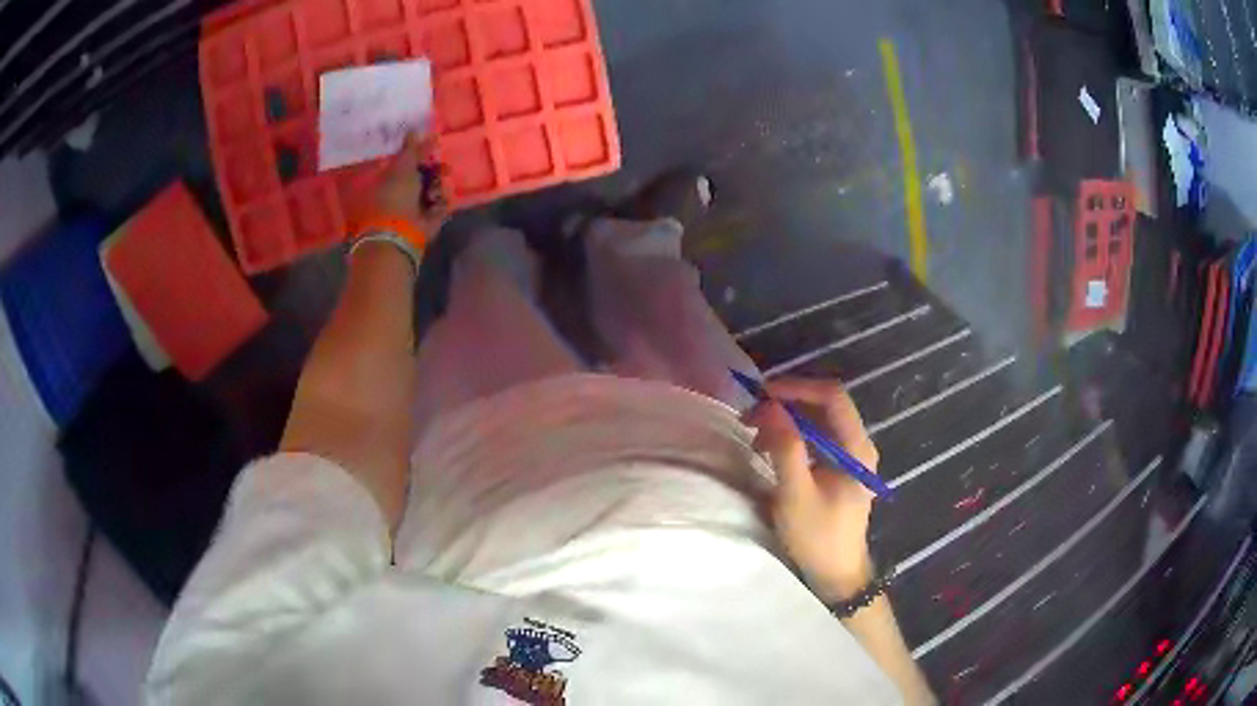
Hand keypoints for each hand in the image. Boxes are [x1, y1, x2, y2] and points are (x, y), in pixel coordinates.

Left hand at [366, 132, 449, 236]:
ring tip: (435, 191)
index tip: (435, 146)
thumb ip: (411, 149)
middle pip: (424, 174)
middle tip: (443, 168)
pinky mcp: (430, 219)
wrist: (401, 232)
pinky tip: (436, 204)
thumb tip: (414, 129)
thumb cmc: (396, 196)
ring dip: (438, 186)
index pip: (408, 161)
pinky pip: (442, 204)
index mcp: (391, 179)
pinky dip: (441, 202)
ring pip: (435, 188)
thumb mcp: (403, 166)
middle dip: (435, 170)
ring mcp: (417, 207)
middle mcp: (403, 192)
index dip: (421, 154)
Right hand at [747, 377, 879, 601]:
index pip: (832, 396)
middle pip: (824, 404)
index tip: (762, 394)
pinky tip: (768, 447)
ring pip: (817, 419)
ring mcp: (848, 455)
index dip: (797, 388)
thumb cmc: (818, 537)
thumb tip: (769, 407)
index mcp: (856, 448)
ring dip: (785, 418)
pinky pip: (814, 437)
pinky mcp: (837, 466)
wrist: (835, 574)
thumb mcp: (796, 495)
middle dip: (786, 402)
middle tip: (751, 413)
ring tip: (754, 431)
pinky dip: (790, 434)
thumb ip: (786, 448)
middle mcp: (857, 444)